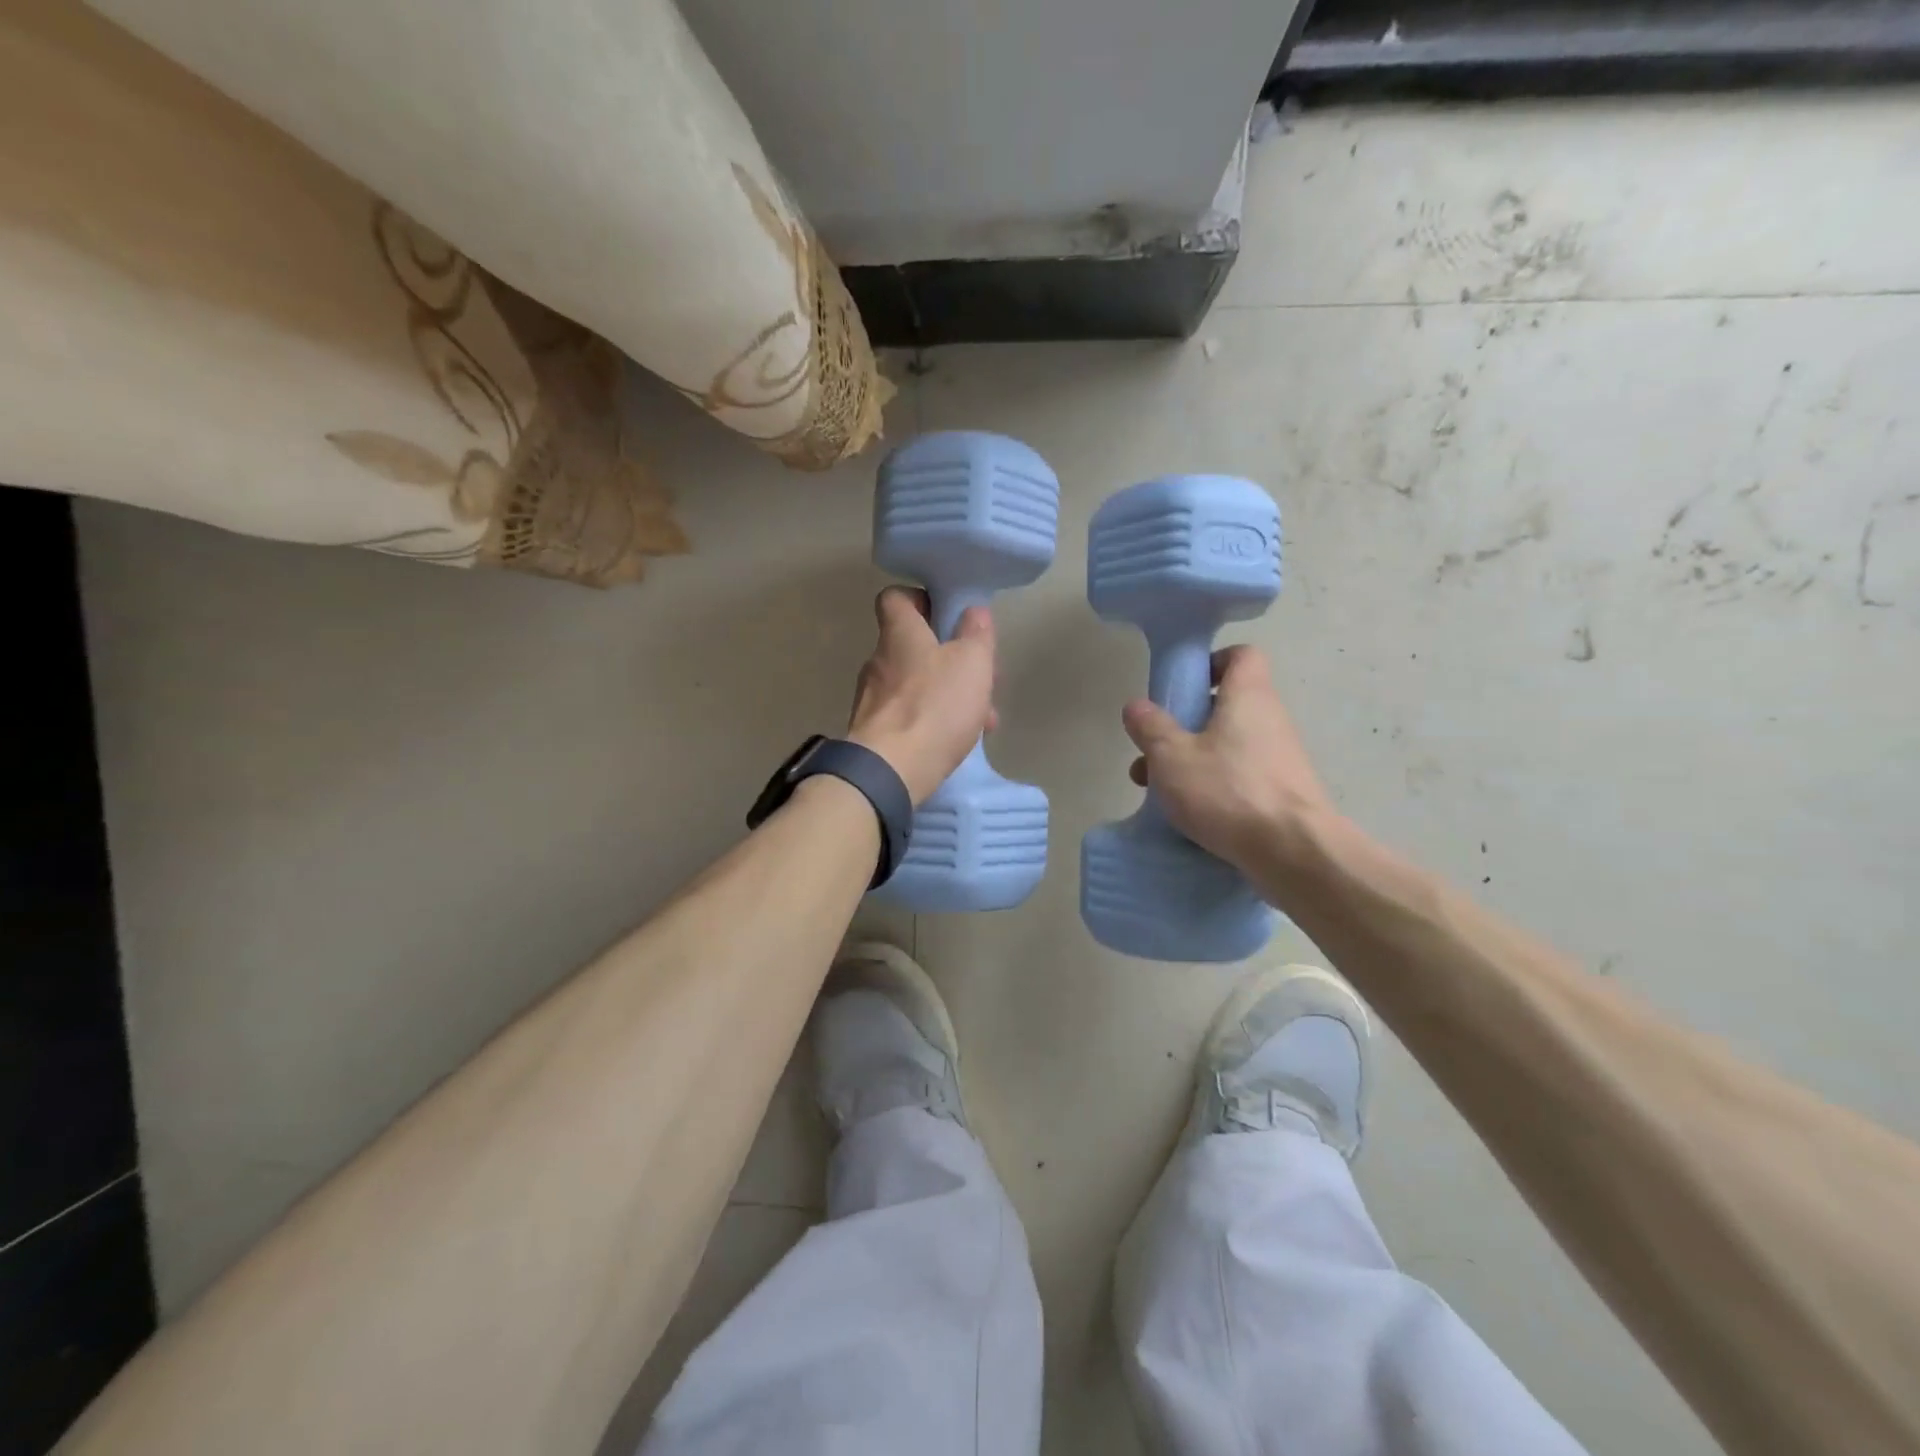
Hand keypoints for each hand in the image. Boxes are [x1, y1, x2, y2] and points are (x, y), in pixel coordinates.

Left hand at [847, 587, 997, 803]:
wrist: (890, 771)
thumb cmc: (934, 706)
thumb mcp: (972, 662)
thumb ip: (976, 634)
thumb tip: (973, 611)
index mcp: (899, 634)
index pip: (895, 597)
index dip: (920, 599)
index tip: (946, 614)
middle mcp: (878, 661)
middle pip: (912, 646)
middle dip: (949, 659)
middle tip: (980, 677)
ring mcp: (872, 699)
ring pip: (915, 686)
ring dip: (947, 695)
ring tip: (982, 719)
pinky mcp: (873, 733)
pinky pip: (908, 718)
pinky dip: (932, 723)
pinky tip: (957, 742)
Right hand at [1121, 644, 1334, 873]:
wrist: (1294, 852)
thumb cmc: (1228, 791)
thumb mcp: (1171, 757)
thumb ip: (1151, 727)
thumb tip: (1137, 706)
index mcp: (1248, 696)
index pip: (1241, 655)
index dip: (1211, 663)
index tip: (1182, 687)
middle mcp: (1270, 719)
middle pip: (1226, 706)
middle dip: (1184, 725)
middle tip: (1153, 751)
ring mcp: (1281, 758)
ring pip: (1228, 746)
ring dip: (1192, 761)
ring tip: (1157, 791)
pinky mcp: (1283, 793)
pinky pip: (1241, 777)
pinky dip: (1214, 787)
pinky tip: (1189, 814)